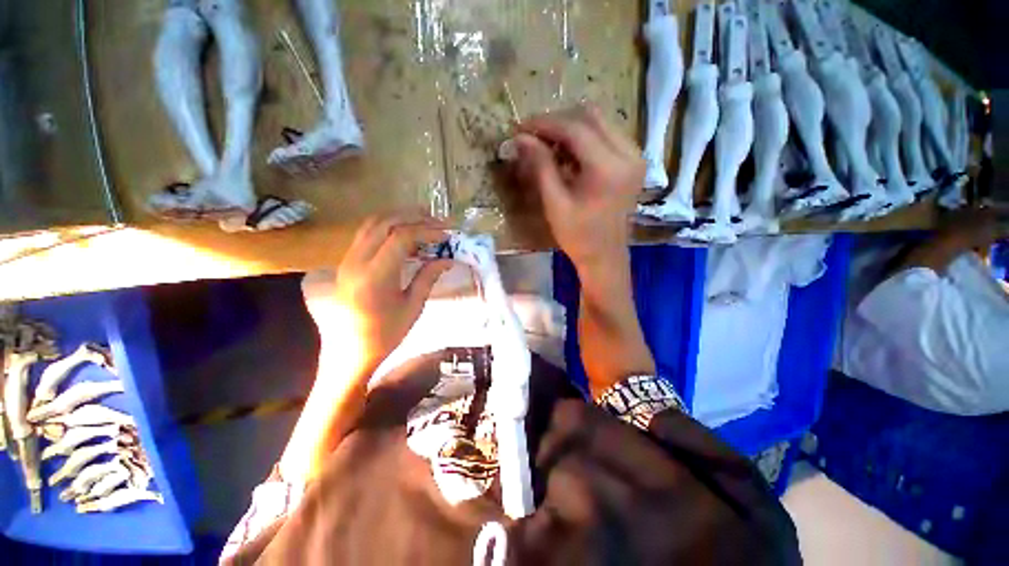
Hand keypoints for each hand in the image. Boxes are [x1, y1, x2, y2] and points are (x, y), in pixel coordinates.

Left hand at [302, 213, 453, 375]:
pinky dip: (387, 227)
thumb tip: (447, 258)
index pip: (401, 237)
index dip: (427, 231)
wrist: (349, 352)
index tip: (446, 236)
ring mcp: (348, 259)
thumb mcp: (413, 306)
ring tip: (423, 222)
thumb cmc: (385, 335)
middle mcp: (357, 261)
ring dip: (399, 217)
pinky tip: (404, 235)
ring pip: (373, 223)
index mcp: (375, 276)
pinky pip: (366, 233)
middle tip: (438, 223)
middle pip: (385, 222)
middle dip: (414, 217)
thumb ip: (428, 277)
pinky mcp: (346, 262)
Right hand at [511, 104, 644, 268]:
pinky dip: (583, 138)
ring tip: (547, 145)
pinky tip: (567, 153)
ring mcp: (634, 155)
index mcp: (608, 168)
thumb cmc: (578, 236)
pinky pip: (606, 134)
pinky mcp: (633, 161)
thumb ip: (540, 166)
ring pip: (599, 122)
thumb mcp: (554, 203)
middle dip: (557, 122)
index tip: (520, 127)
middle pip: (590, 117)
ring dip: (570, 128)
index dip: (544, 124)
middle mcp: (628, 154)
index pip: (575, 128)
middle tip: (532, 136)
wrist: (605, 256)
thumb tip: (520, 138)